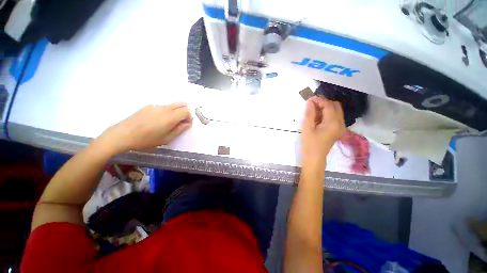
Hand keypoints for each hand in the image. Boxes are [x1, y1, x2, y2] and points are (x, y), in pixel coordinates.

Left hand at [98, 103, 191, 153]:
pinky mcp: (148, 106)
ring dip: (175, 111)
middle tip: (180, 121)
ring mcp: (156, 106)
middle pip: (181, 104)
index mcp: (171, 117)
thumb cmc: (146, 140)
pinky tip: (157, 120)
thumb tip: (187, 123)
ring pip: (172, 105)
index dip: (189, 117)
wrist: (123, 134)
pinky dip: (166, 111)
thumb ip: (179, 130)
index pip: (187, 111)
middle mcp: (165, 108)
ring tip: (168, 122)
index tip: (186, 124)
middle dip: (185, 111)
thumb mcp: (166, 139)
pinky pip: (163, 106)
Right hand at [301, 96, 344, 167]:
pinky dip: (327, 113)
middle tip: (312, 104)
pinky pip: (335, 117)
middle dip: (324, 102)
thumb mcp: (307, 128)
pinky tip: (318, 117)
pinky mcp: (338, 130)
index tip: (309, 99)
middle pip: (335, 106)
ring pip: (336, 110)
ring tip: (313, 110)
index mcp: (333, 123)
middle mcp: (340, 123)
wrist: (315, 157)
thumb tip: (310, 101)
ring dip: (326, 107)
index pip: (328, 105)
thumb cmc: (309, 143)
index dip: (319, 100)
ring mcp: (341, 127)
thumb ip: (310, 113)